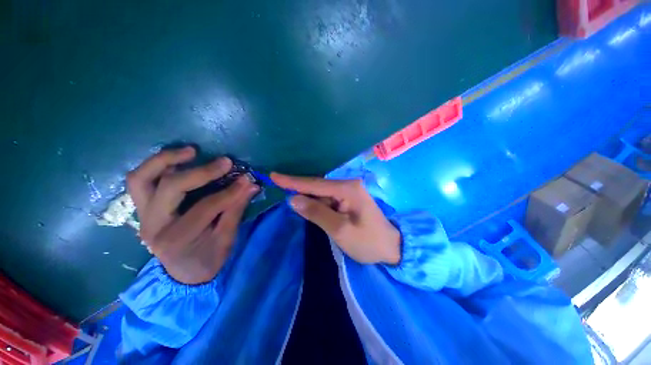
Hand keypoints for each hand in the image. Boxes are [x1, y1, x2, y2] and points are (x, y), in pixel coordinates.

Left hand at [127, 147, 258, 283]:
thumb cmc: (207, 259)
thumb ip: (236, 210)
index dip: (230, 191)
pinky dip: (156, 166)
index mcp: (177, 239)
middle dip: (201, 172)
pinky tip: (177, 160)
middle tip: (225, 162)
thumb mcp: (226, 240)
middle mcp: (153, 225)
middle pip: (170, 187)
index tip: (248, 179)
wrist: (183, 274)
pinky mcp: (142, 209)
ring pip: (141, 179)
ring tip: (191, 150)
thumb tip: (251, 185)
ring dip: (165, 160)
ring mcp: (143, 216)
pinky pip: (140, 181)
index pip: (206, 207)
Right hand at [270, 173, 400, 264]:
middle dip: (299, 189)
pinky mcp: (348, 199)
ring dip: (308, 198)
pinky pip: (327, 199)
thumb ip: (317, 213)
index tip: (274, 176)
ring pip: (321, 193)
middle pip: (318, 186)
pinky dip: (317, 204)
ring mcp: (349, 191)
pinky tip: (309, 208)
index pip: (315, 184)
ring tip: (293, 202)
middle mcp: (348, 185)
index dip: (293, 181)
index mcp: (348, 189)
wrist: (391, 247)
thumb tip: (293, 199)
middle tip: (278, 187)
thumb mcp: (340, 230)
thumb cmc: (368, 241)